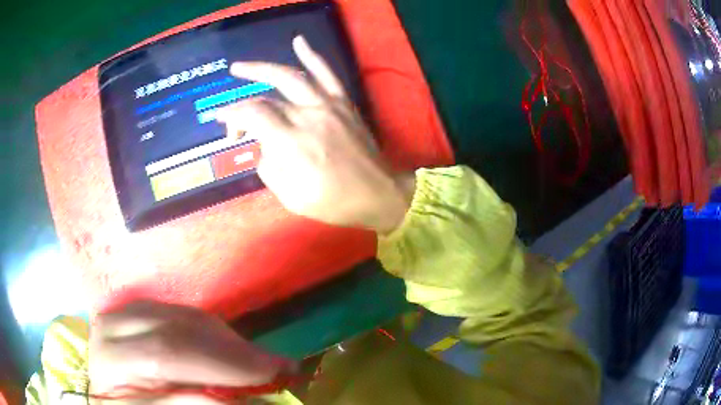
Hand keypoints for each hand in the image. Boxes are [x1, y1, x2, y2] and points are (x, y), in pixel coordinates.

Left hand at [89, 301, 296, 402]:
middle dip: (232, 352)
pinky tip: (231, 348)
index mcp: (109, 363)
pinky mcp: (134, 312)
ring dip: (227, 340)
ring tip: (260, 360)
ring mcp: (122, 315)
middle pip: (174, 331)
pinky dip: (212, 331)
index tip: (268, 381)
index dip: (218, 369)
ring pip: (179, 316)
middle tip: (278, 366)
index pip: (163, 357)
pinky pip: (178, 313)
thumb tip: (236, 399)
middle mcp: (110, 331)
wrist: (113, 397)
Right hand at [217, 36, 413, 233]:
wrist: (378, 193)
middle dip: (242, 106)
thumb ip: (270, 167)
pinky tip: (298, 41)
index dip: (231, 114)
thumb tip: (264, 147)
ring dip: (262, 68)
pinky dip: (311, 55)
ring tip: (240, 67)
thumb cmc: (334, 202)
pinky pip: (326, 73)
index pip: (253, 115)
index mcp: (292, 143)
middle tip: (230, 116)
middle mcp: (307, 116)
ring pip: (291, 77)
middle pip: (267, 99)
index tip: (220, 120)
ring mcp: (328, 106)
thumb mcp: (291, 197)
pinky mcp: (343, 103)